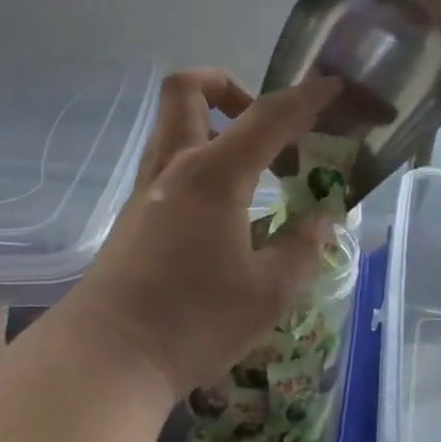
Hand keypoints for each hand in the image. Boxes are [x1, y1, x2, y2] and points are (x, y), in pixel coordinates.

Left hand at [69, 69, 340, 396]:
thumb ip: (301, 248)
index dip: (305, 97)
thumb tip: (323, 220)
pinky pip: (167, 161)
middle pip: (188, 89)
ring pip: (172, 124)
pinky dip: (199, 160)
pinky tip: (223, 208)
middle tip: (264, 126)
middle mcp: (174, 166)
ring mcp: (146, 188)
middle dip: (228, 85)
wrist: (109, 356)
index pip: (267, 116)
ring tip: (253, 170)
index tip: (332, 86)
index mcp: (213, 174)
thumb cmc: (194, 321)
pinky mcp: (133, 214)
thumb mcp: (268, 293)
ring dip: (211, 123)